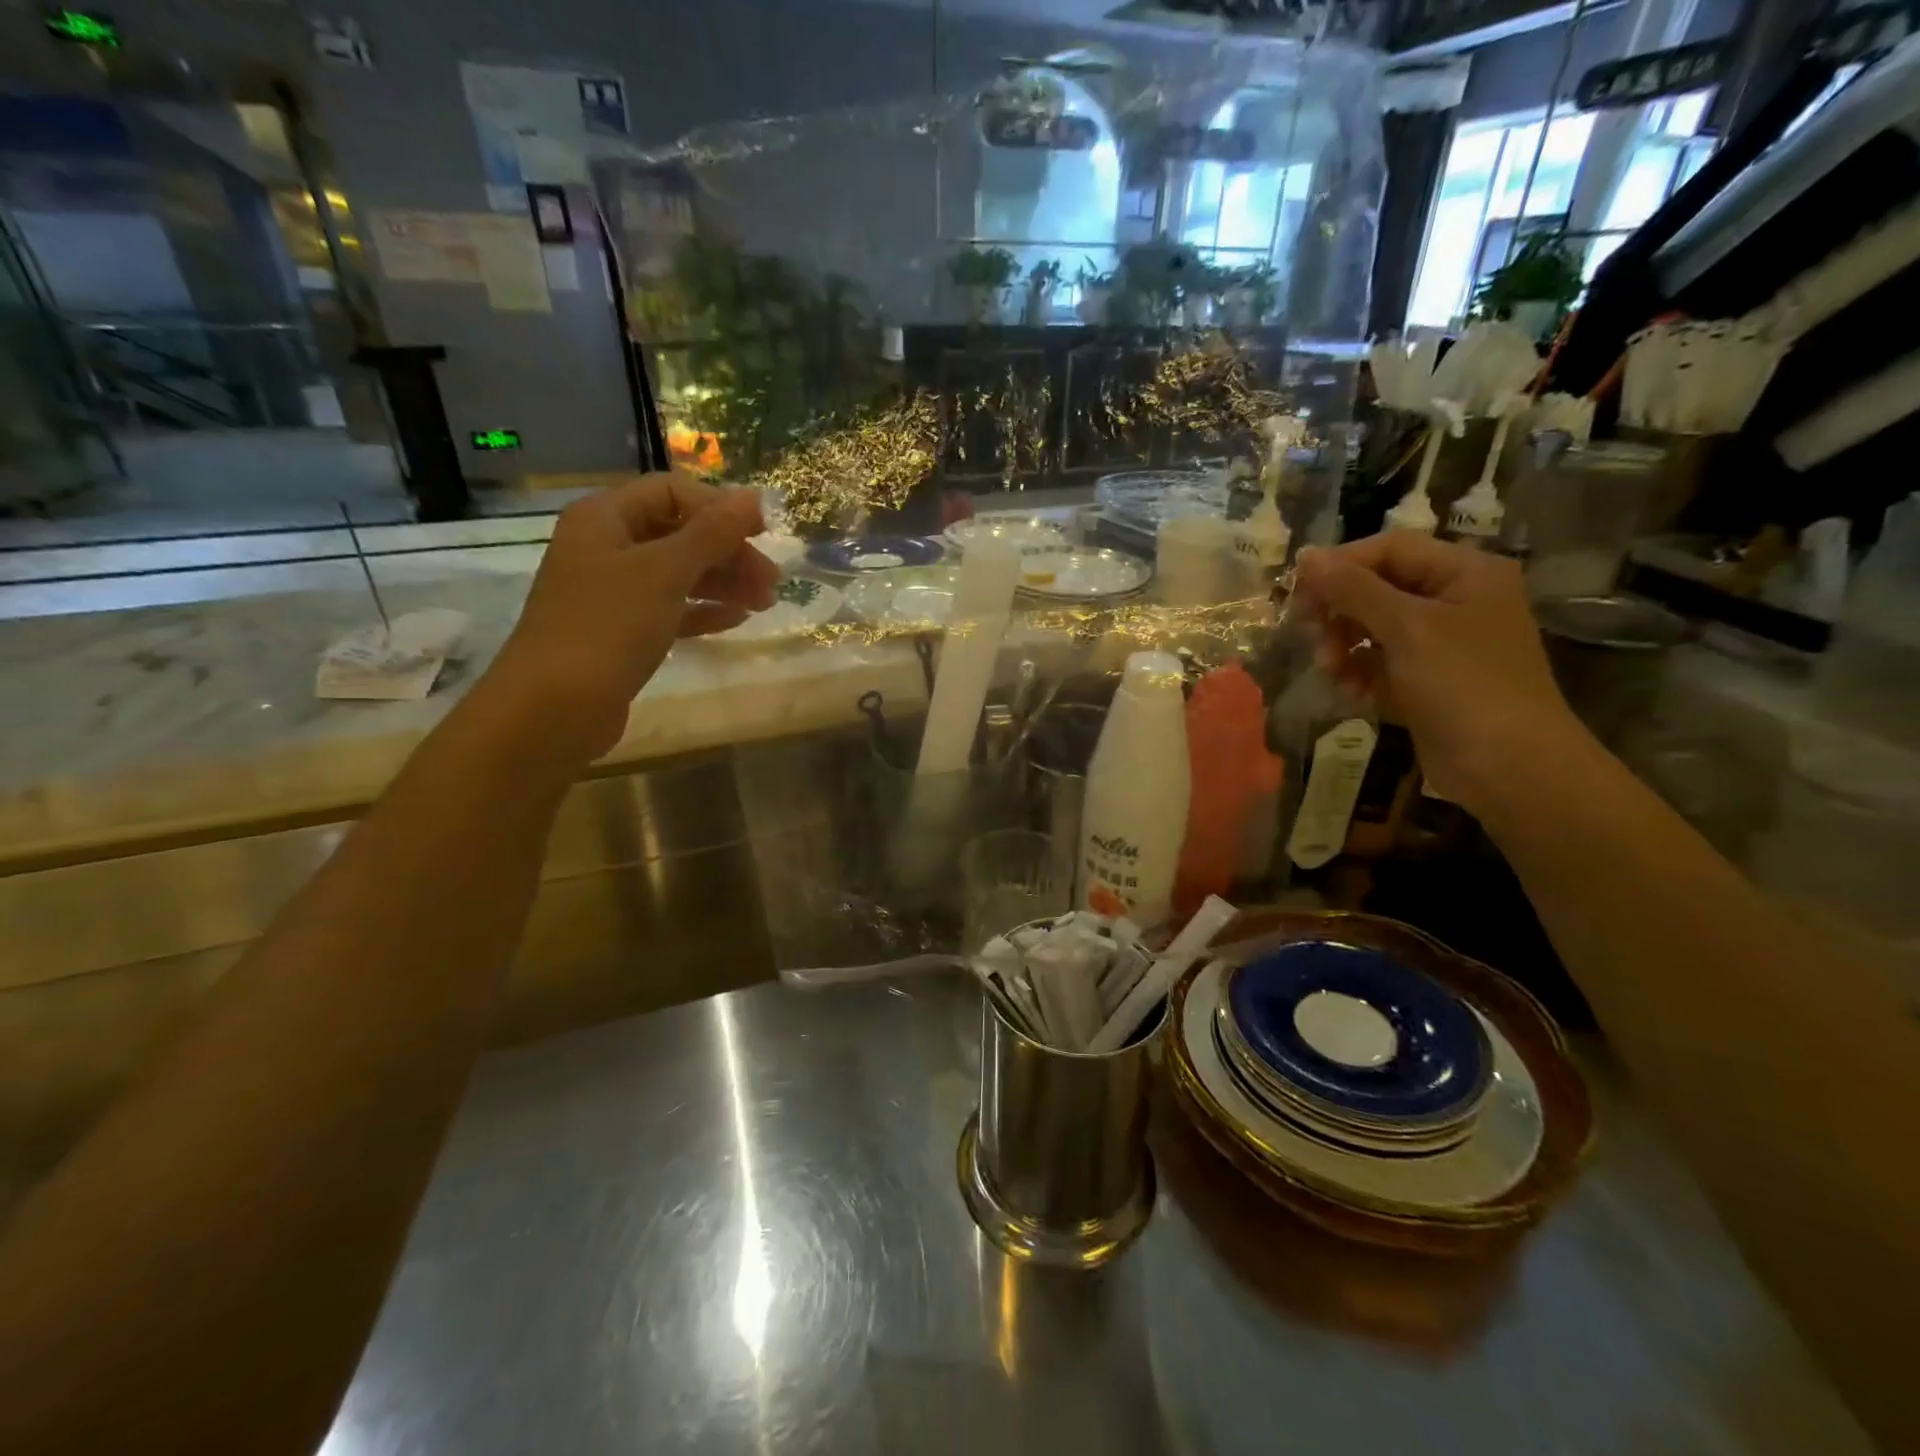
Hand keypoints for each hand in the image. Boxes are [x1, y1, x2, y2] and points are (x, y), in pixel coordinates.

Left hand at [488, 473, 777, 760]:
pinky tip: (736, 620)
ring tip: (764, 604)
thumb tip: (752, 497)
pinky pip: (671, 609)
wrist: (554, 707)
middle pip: (679, 534)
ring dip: (723, 583)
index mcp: (605, 518)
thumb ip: (711, 533)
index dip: (719, 507)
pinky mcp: (622, 632)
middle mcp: (606, 547)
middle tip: (771, 581)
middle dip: (728, 553)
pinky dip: (703, 611)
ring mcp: (613, 592)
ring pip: (679, 574)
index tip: (763, 532)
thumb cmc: (607, 626)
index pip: (671, 492)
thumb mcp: (664, 572)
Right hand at [1291, 536, 1587, 813]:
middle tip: (1310, 635)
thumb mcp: (1406, 628)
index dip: (1340, 566)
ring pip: (1372, 627)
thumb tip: (1306, 556)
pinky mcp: (1426, 678)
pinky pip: (1379, 661)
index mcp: (1464, 572)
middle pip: (1376, 587)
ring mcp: (1440, 641)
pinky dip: (1358, 672)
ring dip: (1342, 646)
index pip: (1389, 549)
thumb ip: (1353, 589)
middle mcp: (1454, 599)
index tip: (1298, 593)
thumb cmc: (1464, 685)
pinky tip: (1350, 693)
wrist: (1509, 767)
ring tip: (1331, 672)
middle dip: (1339, 612)